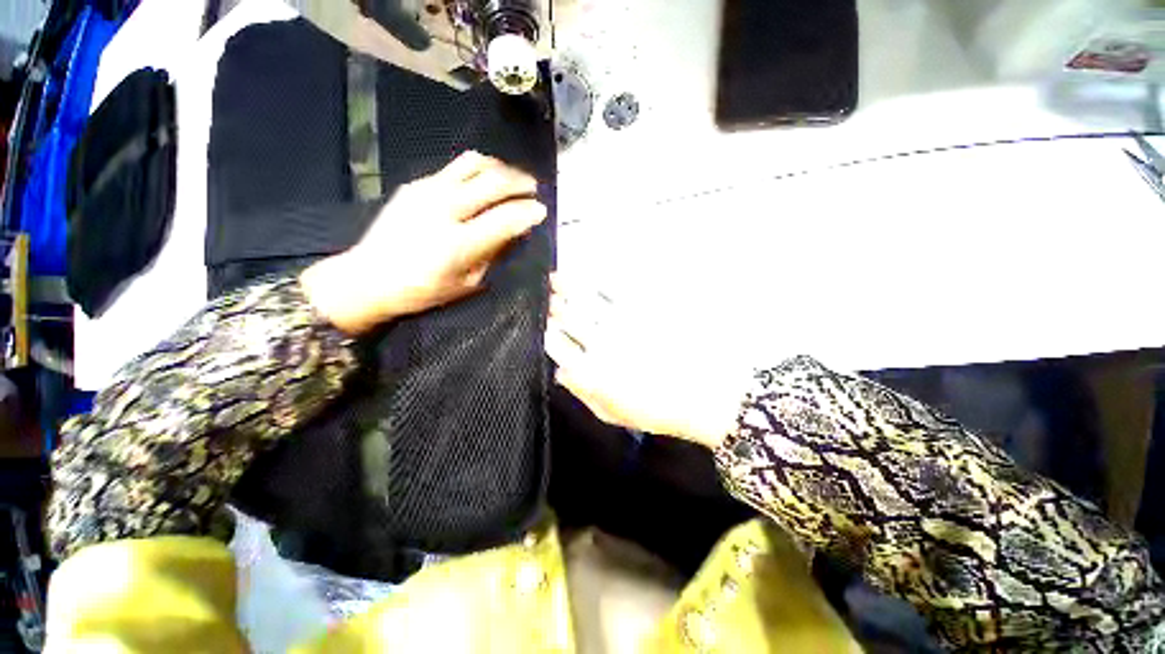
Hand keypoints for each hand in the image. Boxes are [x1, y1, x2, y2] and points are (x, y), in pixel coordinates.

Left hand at [302, 152, 545, 334]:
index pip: (504, 219)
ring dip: (500, 168)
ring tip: (512, 177)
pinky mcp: (416, 184)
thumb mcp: (466, 284)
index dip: (528, 212)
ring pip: (473, 164)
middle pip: (492, 183)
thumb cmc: (423, 290)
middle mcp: (444, 210)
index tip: (542, 211)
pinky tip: (484, 180)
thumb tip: (513, 232)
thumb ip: (492, 255)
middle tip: (533, 188)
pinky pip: (455, 168)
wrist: (369, 277)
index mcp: (458, 244)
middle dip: (520, 182)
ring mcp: (427, 191)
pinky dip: (477, 170)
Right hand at [544, 275, 750, 449]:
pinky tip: (590, 274)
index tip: (546, 326)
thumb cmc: (657, 409)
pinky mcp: (644, 306)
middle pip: (566, 316)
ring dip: (567, 285)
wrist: (706, 394)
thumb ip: (582, 393)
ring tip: (557, 277)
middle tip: (548, 297)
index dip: (547, 332)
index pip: (555, 343)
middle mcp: (600, 342)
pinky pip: (613, 288)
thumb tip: (559, 371)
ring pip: (585, 297)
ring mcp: (622, 321)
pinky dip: (597, 279)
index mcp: (591, 371)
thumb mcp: (614, 413)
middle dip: (553, 305)